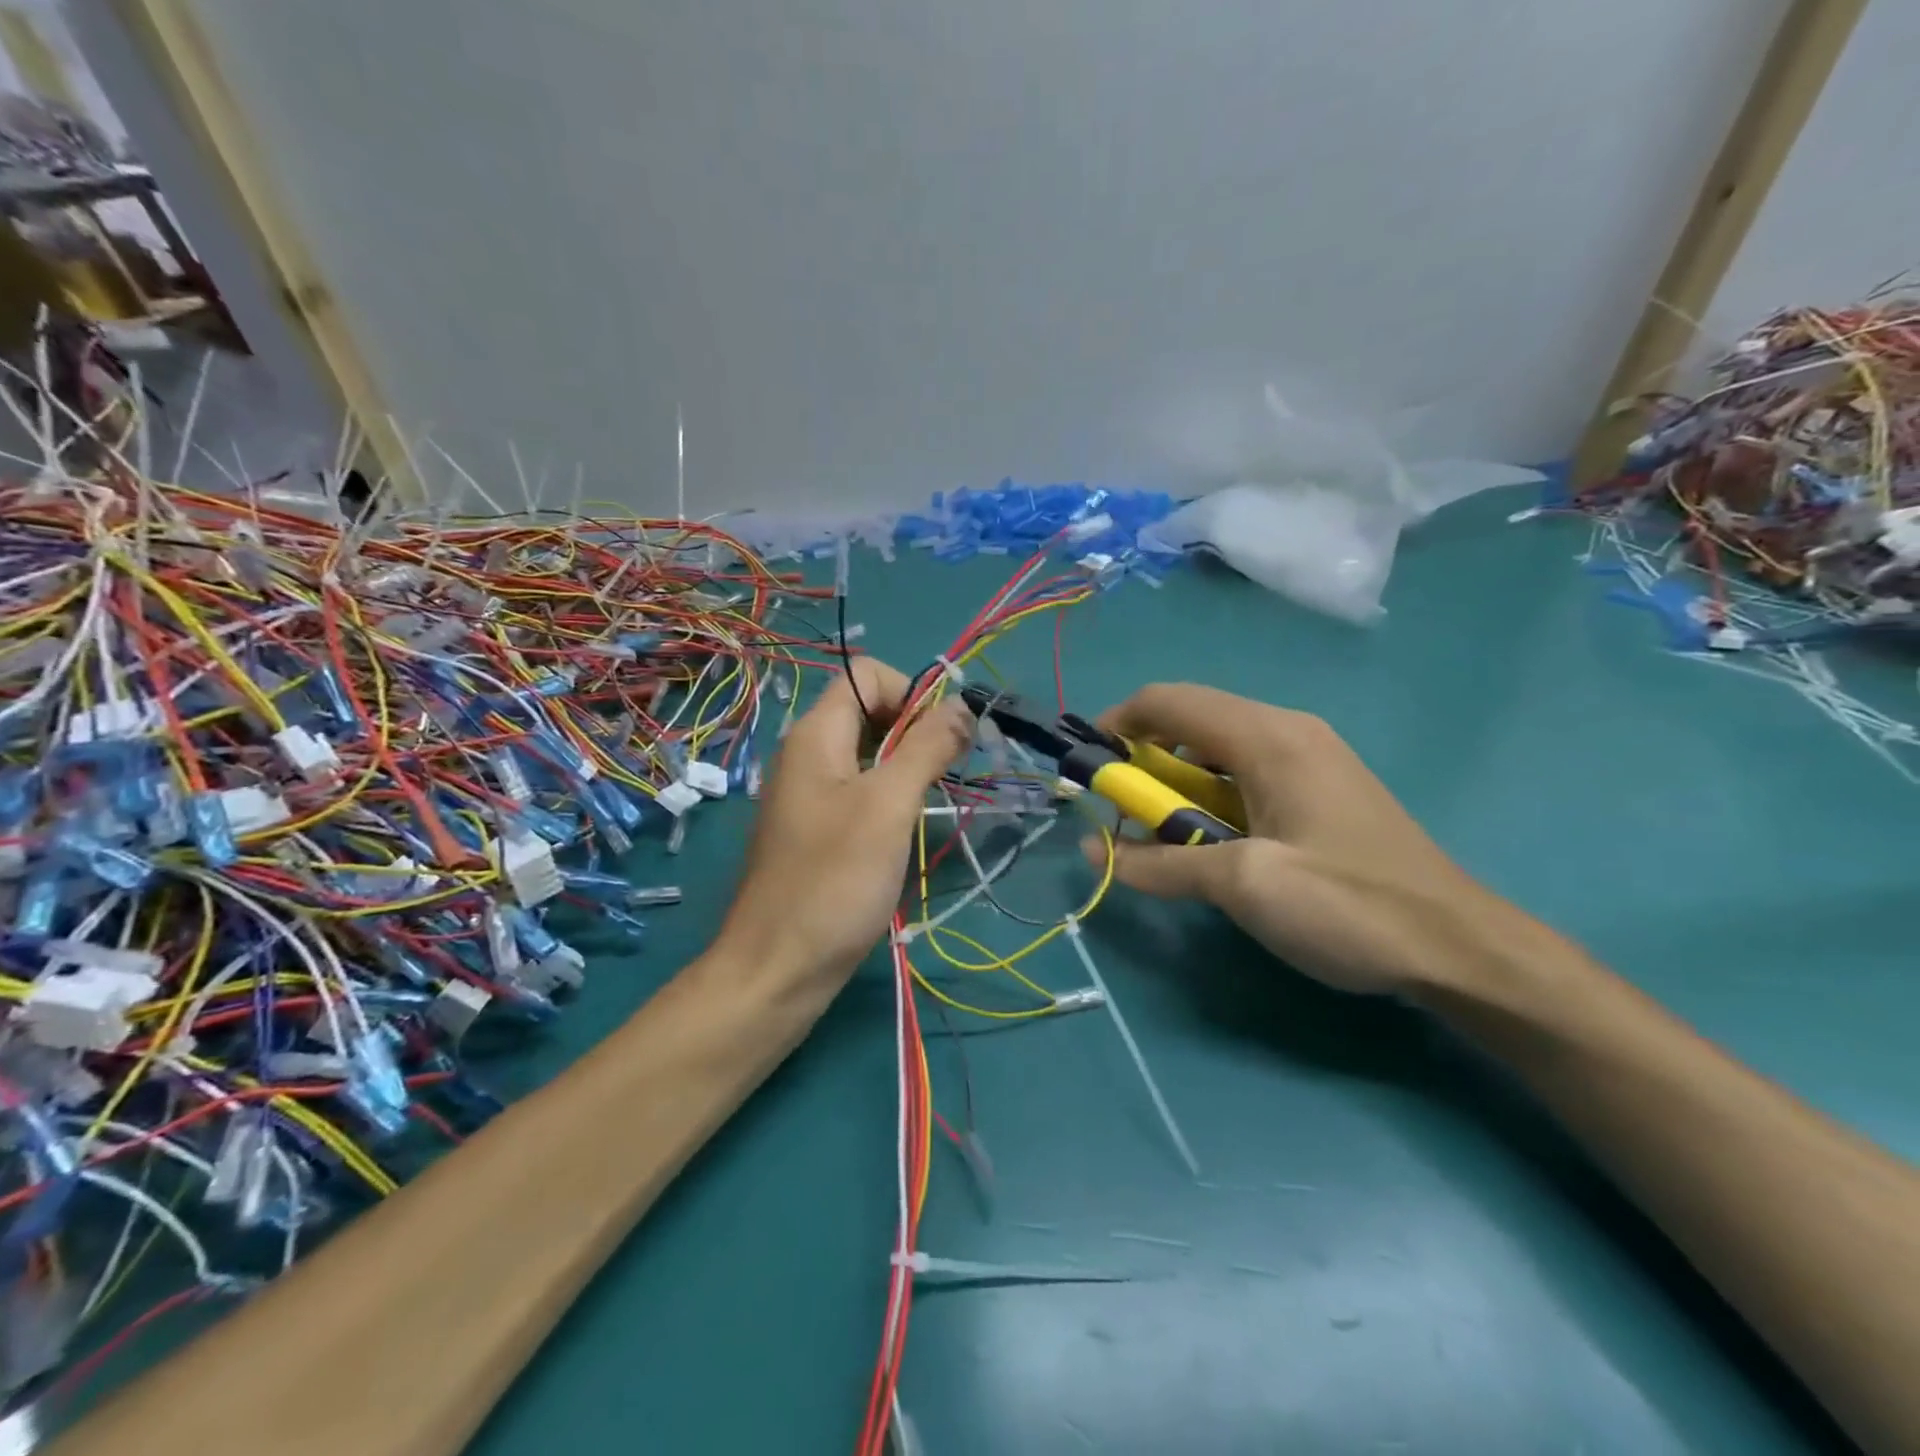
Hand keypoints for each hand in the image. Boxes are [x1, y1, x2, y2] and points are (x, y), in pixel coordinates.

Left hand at [717, 658, 973, 991]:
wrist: (778, 968)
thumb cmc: (835, 880)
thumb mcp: (889, 806)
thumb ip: (926, 748)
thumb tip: (962, 704)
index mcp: (815, 734)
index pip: (868, 674)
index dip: (911, 693)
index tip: (941, 739)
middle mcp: (806, 754)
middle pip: (869, 711)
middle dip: (915, 730)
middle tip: (945, 774)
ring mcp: (808, 794)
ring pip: (867, 754)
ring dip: (906, 766)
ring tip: (929, 804)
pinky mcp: (814, 830)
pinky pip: (857, 791)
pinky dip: (888, 797)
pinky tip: (902, 832)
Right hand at [1080, 683, 1525, 995]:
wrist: (1461, 948)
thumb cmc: (1349, 906)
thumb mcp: (1244, 886)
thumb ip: (1161, 863)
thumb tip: (1094, 850)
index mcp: (1268, 737)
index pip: (1168, 701)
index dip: (1117, 725)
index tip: (1088, 771)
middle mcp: (1287, 731)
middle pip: (1191, 721)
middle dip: (1144, 762)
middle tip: (1124, 816)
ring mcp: (1309, 757)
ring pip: (1217, 750)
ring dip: (1176, 785)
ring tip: (1163, 836)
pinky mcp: (1320, 787)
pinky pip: (1245, 773)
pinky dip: (1209, 797)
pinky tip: (1212, 843)